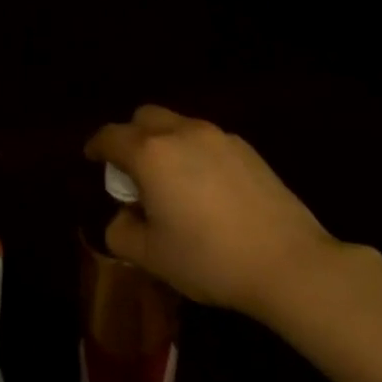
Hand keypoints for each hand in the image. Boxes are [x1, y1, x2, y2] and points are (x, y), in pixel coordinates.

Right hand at [86, 105, 339, 318]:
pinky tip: (207, 191)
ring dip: (164, 144)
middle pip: (144, 117)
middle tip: (133, 172)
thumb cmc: (210, 259)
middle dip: (130, 137)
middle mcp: (181, 133)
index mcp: (150, 154)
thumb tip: (125, 216)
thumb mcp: (151, 256)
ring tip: (172, 183)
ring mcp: (219, 137)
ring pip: (178, 126)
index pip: (110, 136)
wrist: (289, 263)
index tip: (92, 159)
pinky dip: (195, 154)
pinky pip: (207, 140)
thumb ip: (122, 231)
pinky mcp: (248, 150)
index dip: (96, 147)